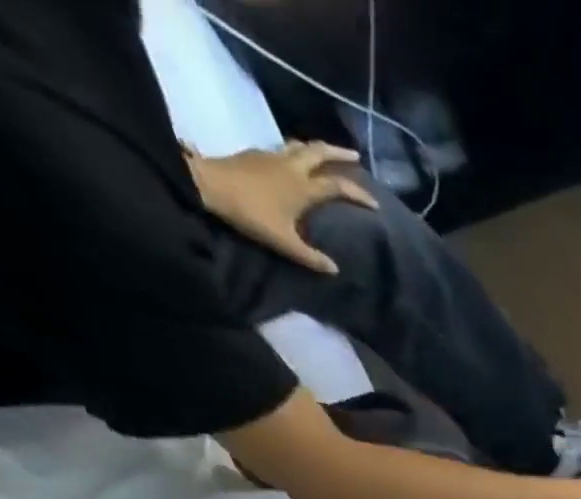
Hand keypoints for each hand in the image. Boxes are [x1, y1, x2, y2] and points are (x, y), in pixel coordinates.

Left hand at [184, 141, 377, 274]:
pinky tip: (295, 161)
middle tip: (355, 156)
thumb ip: (310, 257)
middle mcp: (291, 166)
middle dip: (339, 153)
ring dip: (316, 149)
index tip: (375, 204)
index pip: (338, 186)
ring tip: (327, 155)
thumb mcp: (284, 242)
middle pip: (319, 152)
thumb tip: (334, 270)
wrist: (206, 184)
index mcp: (303, 186)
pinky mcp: (256, 154)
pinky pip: (283, 149)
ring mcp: (272, 156)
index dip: (359, 194)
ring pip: (300, 146)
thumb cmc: (250, 212)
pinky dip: (296, 152)